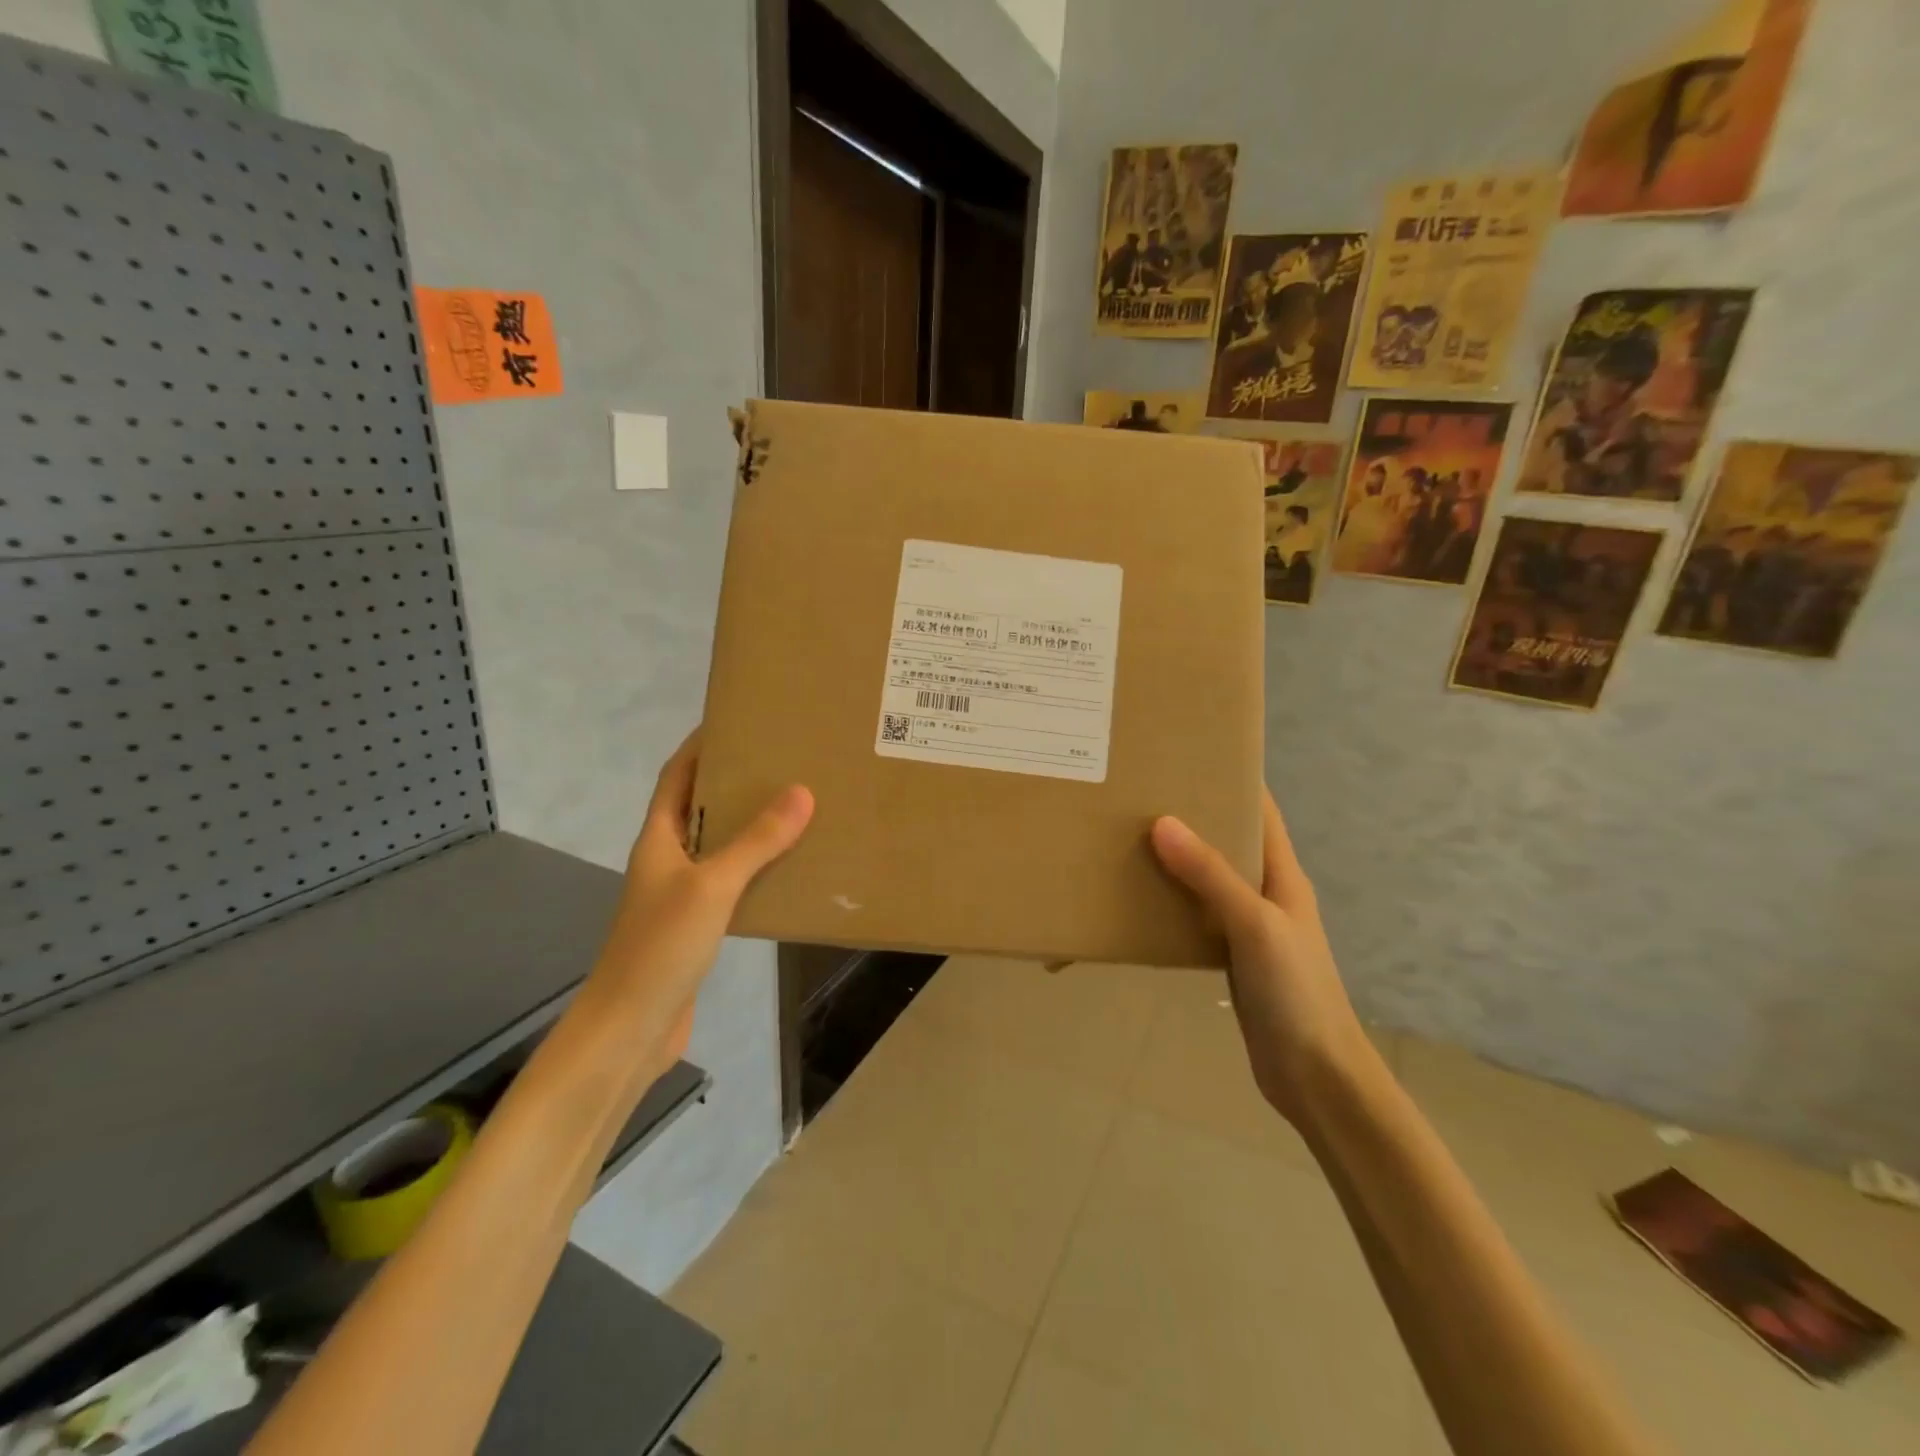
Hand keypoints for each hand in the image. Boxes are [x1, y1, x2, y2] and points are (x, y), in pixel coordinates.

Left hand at [586, 730, 813, 1079]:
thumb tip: (800, 792)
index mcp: (658, 839)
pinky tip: (788, 868)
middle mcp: (667, 860)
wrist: (631, 1029)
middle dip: (733, 781)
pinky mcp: (697, 925)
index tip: (736, 721)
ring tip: (795, 806)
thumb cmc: (661, 946)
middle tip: (782, 761)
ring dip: (749, 825)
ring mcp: (681, 895)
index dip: (700, 746)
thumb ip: (756, 842)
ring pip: (718, 845)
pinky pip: (732, 882)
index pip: (676, 776)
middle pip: (698, 806)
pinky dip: (756, 867)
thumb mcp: (712, 886)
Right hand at [1149, 791, 1368, 1126]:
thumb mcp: (1255, 926)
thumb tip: (1163, 822)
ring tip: (1126, 834)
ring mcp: (1247, 926)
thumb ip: (1212, 876)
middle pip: (1228, 840)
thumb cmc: (1297, 992)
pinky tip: (1136, 895)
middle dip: (1192, 814)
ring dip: (1175, 857)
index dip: (1233, 779)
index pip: (1261, 812)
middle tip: (1139, 791)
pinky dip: (1169, 899)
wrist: (1315, 1076)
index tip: (1189, 751)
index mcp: (1282, 875)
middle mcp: (1265, 892)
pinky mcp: (1229, 956)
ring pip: (1207, 877)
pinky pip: (1194, 914)